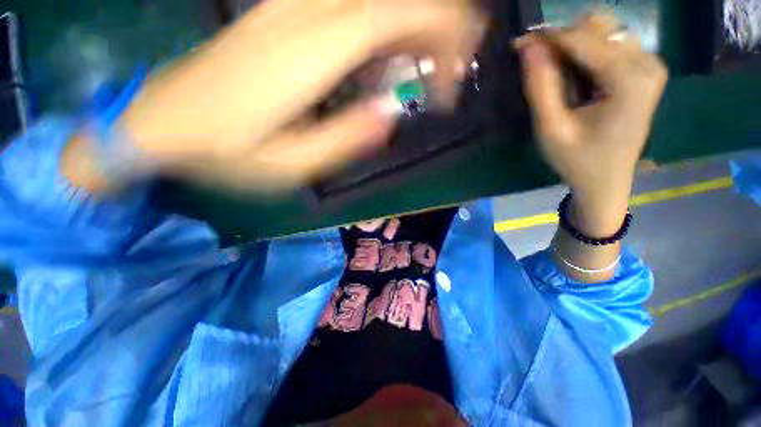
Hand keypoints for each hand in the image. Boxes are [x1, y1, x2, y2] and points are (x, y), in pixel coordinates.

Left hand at [106, 0, 485, 192]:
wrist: (164, 124)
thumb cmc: (226, 154)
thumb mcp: (293, 166)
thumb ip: (346, 140)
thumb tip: (391, 114)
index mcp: (307, 51)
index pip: (399, 15)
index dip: (442, 39)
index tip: (449, 89)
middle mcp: (303, 13)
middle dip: (440, 29)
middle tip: (447, 80)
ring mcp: (289, 6)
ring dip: (413, 29)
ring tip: (424, 74)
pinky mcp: (280, 13)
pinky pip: (349, 5)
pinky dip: (383, 27)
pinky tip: (384, 59)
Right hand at [517, 14, 666, 233]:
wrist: (607, 181)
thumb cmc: (577, 160)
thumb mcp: (550, 129)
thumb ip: (540, 87)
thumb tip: (528, 47)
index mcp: (629, 79)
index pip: (583, 39)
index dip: (547, 39)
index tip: (518, 46)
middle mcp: (647, 62)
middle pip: (598, 28)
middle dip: (561, 42)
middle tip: (536, 66)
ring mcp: (649, 64)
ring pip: (604, 33)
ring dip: (572, 49)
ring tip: (556, 78)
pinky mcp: (644, 70)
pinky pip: (610, 45)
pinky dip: (585, 55)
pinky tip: (575, 79)